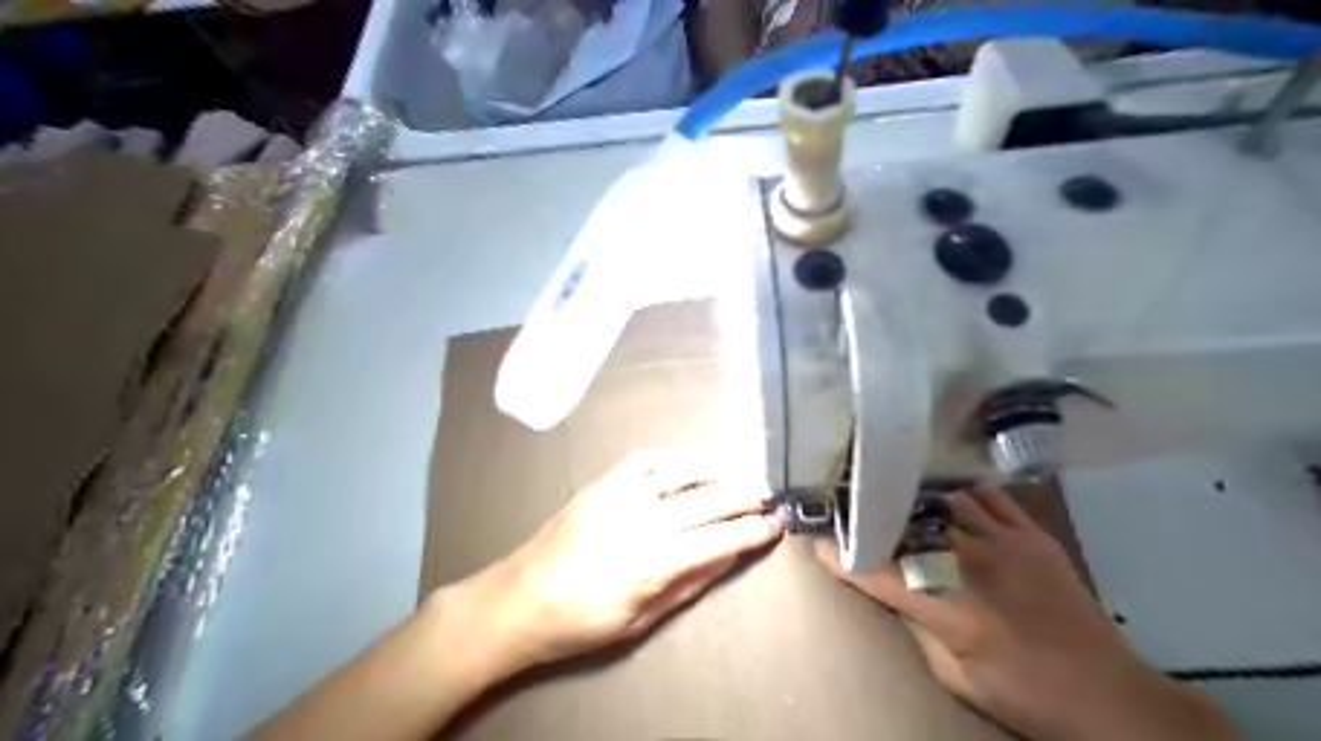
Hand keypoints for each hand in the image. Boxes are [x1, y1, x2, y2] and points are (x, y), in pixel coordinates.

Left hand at [449, 450, 776, 675]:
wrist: (518, 599)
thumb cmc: (580, 622)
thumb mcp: (640, 620)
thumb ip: (688, 585)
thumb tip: (728, 557)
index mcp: (650, 563)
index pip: (717, 539)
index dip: (751, 531)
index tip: (775, 525)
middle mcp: (639, 520)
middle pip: (706, 498)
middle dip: (744, 495)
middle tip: (768, 497)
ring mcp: (618, 495)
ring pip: (679, 470)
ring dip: (715, 470)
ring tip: (738, 476)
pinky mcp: (601, 483)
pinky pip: (645, 460)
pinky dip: (675, 459)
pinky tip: (690, 466)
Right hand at [817, 486, 1239, 739]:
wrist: (1111, 695)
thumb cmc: (1025, 694)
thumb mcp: (956, 676)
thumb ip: (918, 625)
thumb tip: (890, 588)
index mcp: (953, 609)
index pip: (881, 572)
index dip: (843, 555)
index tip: (816, 539)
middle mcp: (975, 565)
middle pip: (910, 526)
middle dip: (873, 513)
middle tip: (847, 502)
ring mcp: (1007, 543)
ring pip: (945, 501)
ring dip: (914, 497)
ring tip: (889, 489)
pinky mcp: (1032, 536)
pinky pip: (988, 497)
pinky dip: (960, 492)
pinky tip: (943, 491)